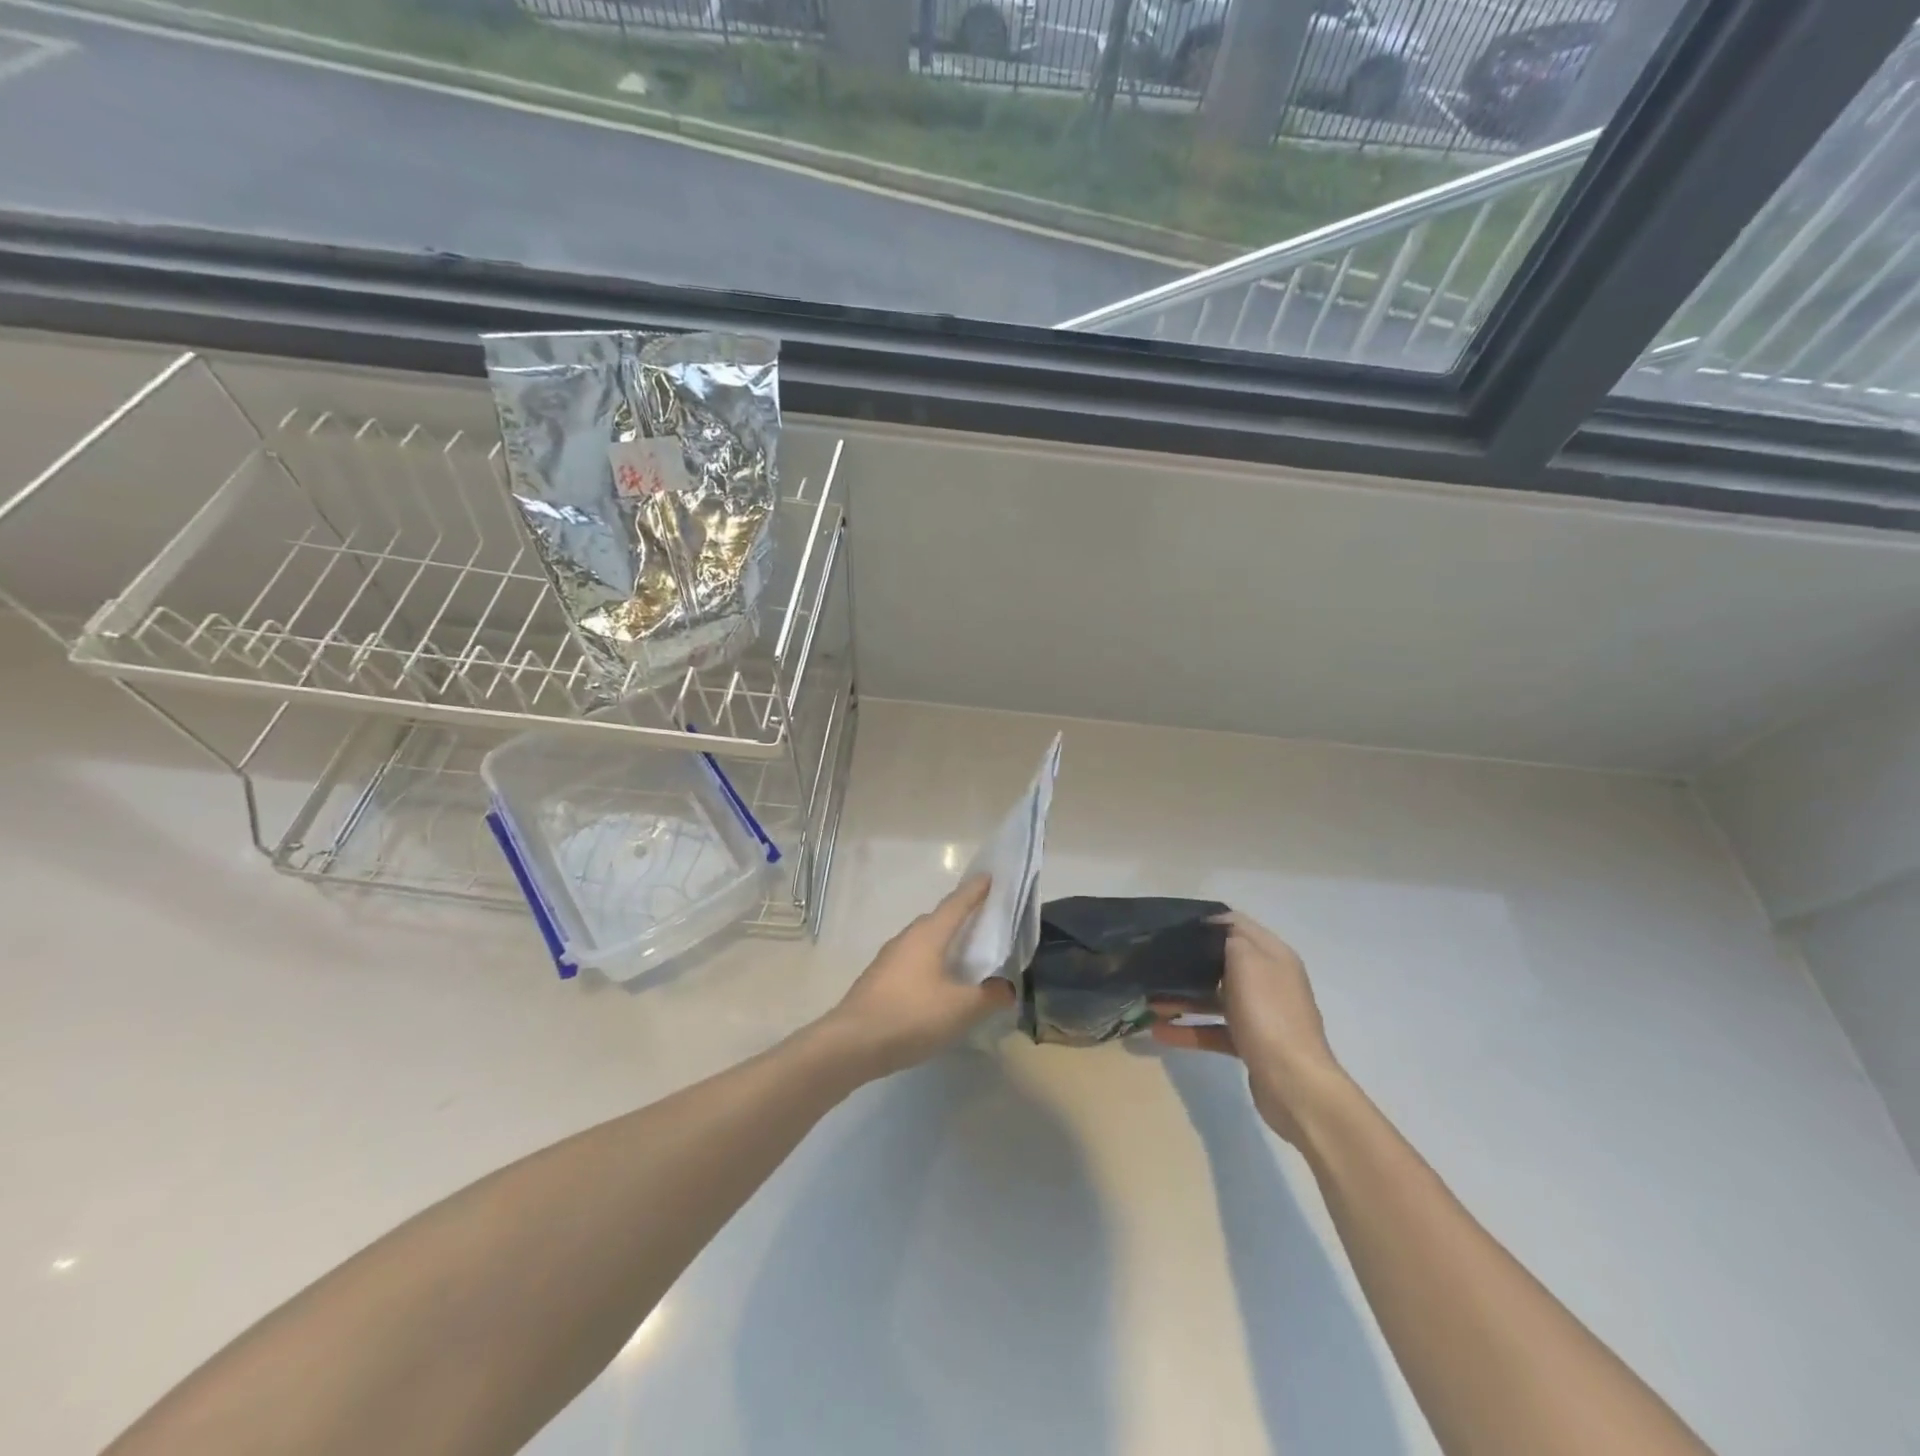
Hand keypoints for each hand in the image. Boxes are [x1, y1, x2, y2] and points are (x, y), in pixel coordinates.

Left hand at [823, 877, 1015, 1079]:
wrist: (851, 1044)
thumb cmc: (910, 1016)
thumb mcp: (960, 1009)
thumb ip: (989, 996)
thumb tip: (1007, 988)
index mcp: (928, 935)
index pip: (957, 903)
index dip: (975, 890)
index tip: (989, 876)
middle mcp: (907, 939)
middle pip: (938, 919)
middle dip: (960, 916)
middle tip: (983, 920)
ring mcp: (888, 959)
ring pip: (923, 942)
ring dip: (943, 943)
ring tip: (964, 955)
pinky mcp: (878, 980)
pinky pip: (912, 962)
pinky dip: (929, 964)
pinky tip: (937, 985)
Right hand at [1151, 912, 1346, 1144]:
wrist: (1295, 1084)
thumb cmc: (1268, 1014)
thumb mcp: (1246, 961)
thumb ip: (1229, 938)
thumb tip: (1215, 928)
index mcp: (1273, 956)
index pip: (1237, 925)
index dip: (1207, 922)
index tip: (1172, 927)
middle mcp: (1269, 980)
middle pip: (1223, 962)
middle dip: (1189, 962)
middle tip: (1155, 961)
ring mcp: (1261, 1014)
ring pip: (1215, 998)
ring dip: (1183, 998)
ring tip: (1149, 1001)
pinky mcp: (1251, 1044)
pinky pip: (1214, 1030)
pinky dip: (1189, 1030)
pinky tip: (1160, 1032)